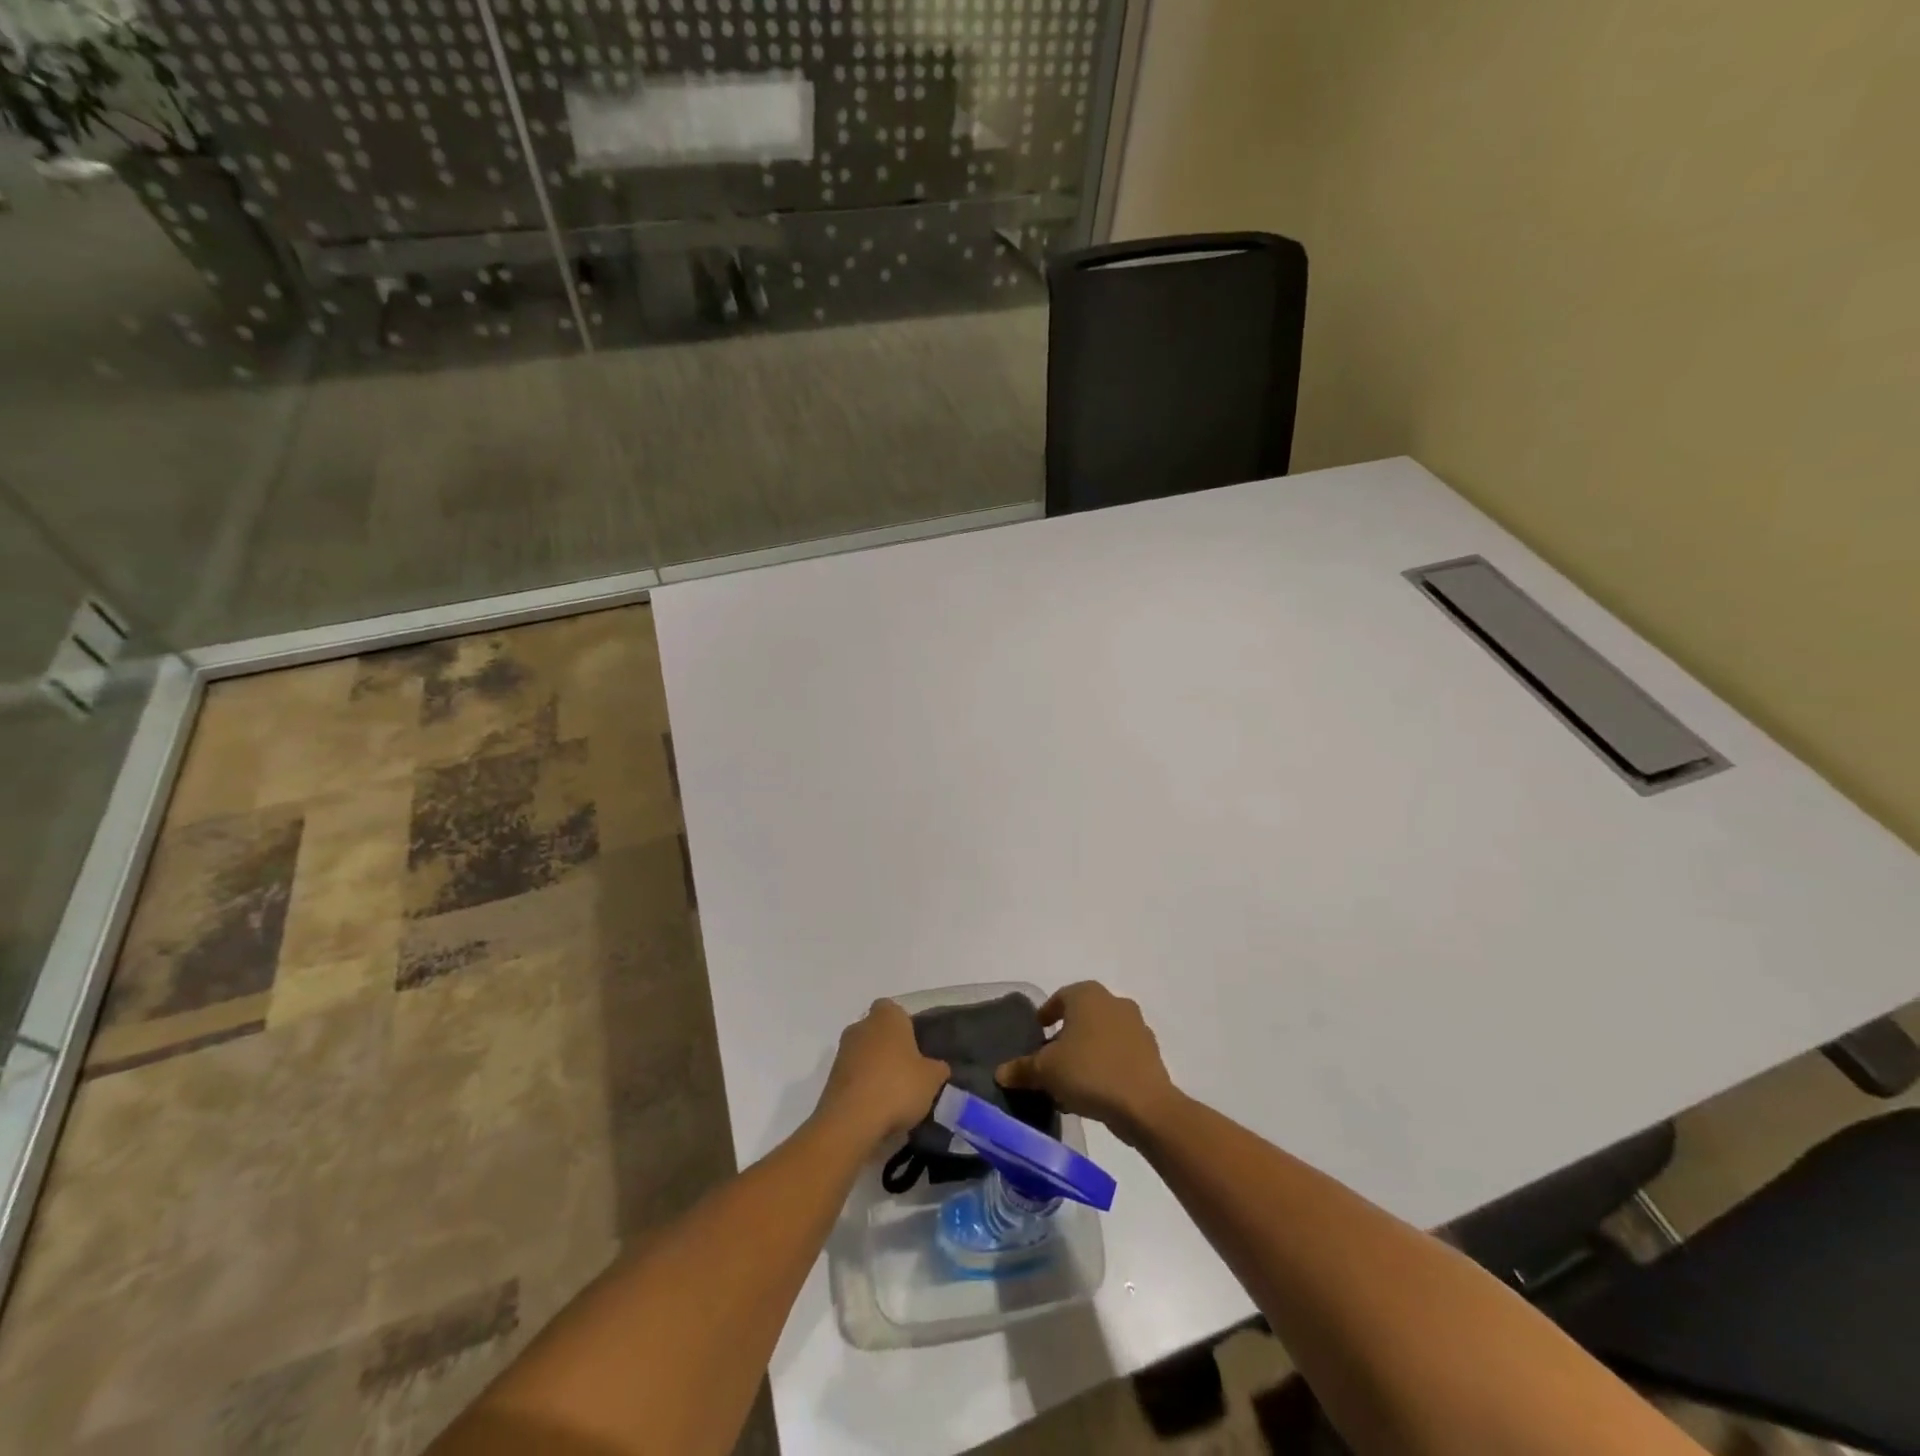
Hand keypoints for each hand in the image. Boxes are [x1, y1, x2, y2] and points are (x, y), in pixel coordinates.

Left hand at [815, 999, 949, 1148]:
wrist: (851, 1122)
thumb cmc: (897, 1087)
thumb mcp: (932, 1079)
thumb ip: (937, 1068)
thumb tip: (937, 1067)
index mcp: (886, 1017)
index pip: (893, 1008)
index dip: (905, 1024)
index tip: (916, 1045)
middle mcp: (861, 1027)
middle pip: (877, 1031)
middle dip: (889, 1047)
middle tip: (908, 1071)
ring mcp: (842, 1053)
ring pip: (864, 1054)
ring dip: (875, 1068)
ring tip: (894, 1095)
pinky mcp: (831, 1079)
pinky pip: (854, 1077)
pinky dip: (863, 1087)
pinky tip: (877, 1108)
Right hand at [997, 982, 1178, 1144]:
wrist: (1145, 1105)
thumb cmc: (1089, 1072)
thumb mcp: (1046, 1071)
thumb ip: (1021, 1068)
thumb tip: (1000, 1072)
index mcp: (1087, 995)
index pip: (1060, 998)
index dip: (1046, 1014)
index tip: (1038, 1032)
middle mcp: (1114, 1002)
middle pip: (1082, 1016)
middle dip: (1067, 1036)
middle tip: (1051, 1059)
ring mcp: (1137, 1026)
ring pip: (1102, 1036)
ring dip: (1087, 1052)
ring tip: (1071, 1081)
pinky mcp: (1151, 1053)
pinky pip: (1120, 1054)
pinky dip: (1106, 1065)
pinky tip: (1094, 1091)